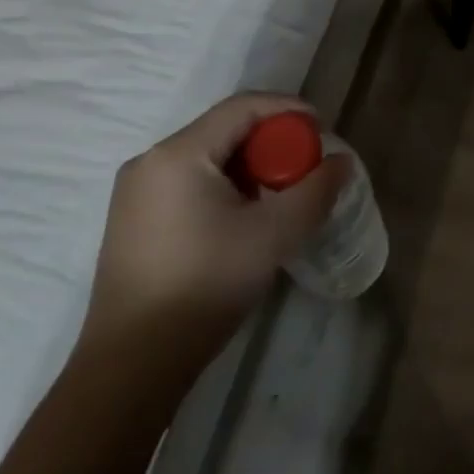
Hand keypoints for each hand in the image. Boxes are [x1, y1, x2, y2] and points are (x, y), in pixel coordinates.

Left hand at [79, 92, 348, 361]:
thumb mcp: (273, 235)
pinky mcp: (133, 220)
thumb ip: (315, 191)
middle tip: (305, 165)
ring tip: (281, 192)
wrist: (132, 365)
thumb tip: (342, 161)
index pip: (242, 107)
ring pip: (207, 156)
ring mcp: (136, 192)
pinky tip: (244, 216)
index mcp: (178, 153)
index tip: (322, 128)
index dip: (287, 109)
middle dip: (271, 141)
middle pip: (224, 129)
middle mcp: (151, 161)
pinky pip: (189, 181)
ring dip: (249, 165)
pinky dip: (224, 184)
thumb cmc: (205, 285)